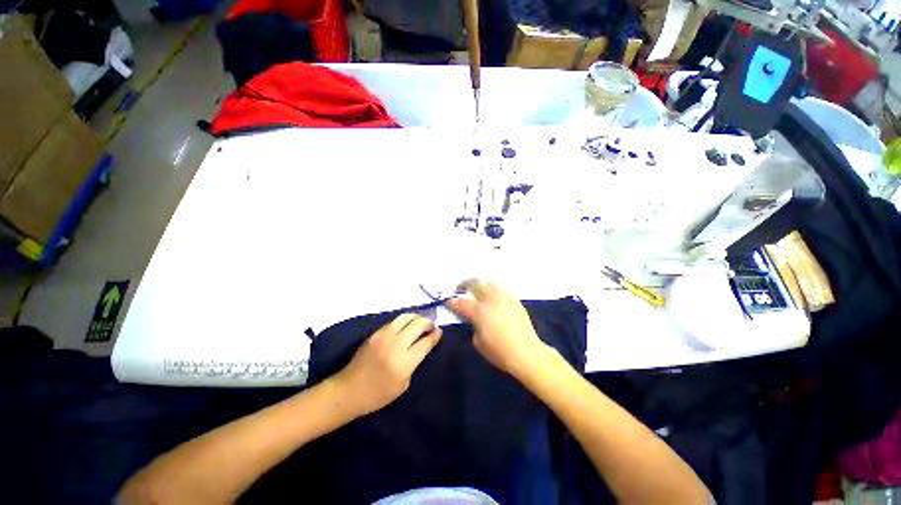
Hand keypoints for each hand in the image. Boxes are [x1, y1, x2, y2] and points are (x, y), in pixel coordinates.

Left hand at [332, 314, 441, 417]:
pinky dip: (404, 320)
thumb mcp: (403, 385)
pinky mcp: (376, 333)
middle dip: (428, 323)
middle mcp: (396, 345)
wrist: (349, 390)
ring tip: (420, 322)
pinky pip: (394, 321)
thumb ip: (414, 363)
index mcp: (404, 363)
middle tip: (431, 326)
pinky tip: (406, 325)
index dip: (435, 335)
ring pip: (406, 318)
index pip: (425, 342)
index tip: (440, 331)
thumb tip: (422, 346)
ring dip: (416, 317)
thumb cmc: (378, 395)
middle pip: (418, 325)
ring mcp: (384, 336)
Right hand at [446, 280, 550, 377]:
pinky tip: (494, 298)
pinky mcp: (515, 301)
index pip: (461, 302)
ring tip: (479, 290)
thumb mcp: (478, 343)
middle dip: (465, 284)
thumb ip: (473, 326)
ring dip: (481, 285)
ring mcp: (504, 298)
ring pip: (490, 282)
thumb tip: (474, 320)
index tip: (448, 301)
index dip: (452, 301)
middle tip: (460, 288)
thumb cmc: (499, 352)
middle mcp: (490, 300)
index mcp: (479, 311)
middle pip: (475, 283)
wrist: (526, 353)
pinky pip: (503, 289)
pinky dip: (495, 290)